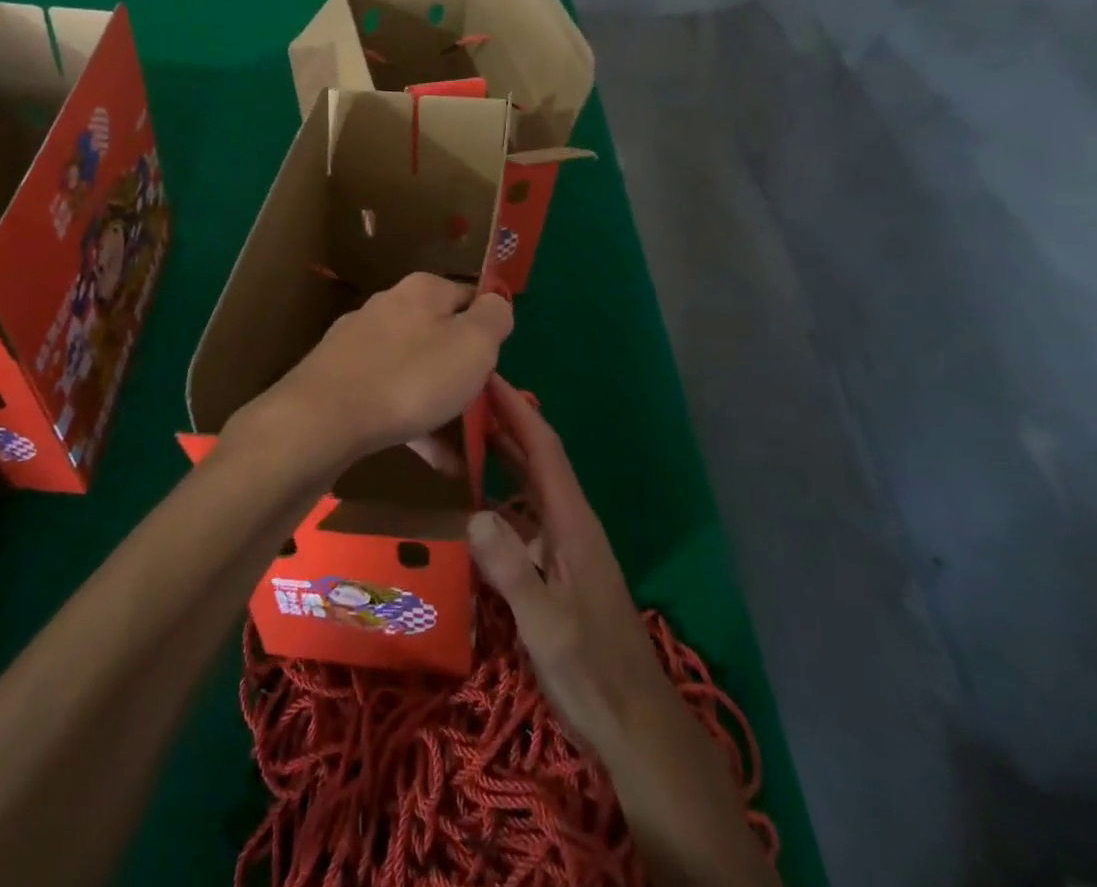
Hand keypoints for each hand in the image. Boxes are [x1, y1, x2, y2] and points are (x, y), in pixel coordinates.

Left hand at [263, 273, 513, 467]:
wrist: (323, 419)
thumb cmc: (412, 377)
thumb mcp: (473, 345)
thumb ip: (494, 318)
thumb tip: (497, 302)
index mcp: (423, 289)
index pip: (470, 297)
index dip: (490, 331)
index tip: (498, 367)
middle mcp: (389, 305)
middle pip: (440, 334)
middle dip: (462, 371)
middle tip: (482, 409)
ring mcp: (360, 342)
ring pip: (415, 370)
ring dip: (441, 405)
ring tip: (464, 449)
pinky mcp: (341, 377)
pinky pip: (390, 396)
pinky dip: (414, 423)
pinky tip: (433, 459)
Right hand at [469, 378, 775, 886]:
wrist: (635, 723)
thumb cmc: (592, 670)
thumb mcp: (546, 624)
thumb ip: (512, 571)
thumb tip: (473, 513)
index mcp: (572, 521)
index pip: (543, 448)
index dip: (515, 408)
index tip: (486, 373)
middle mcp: (571, 521)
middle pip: (537, 456)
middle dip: (505, 420)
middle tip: (461, 394)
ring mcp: (567, 544)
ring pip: (531, 483)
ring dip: (502, 452)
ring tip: (462, 434)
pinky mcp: (560, 566)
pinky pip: (526, 513)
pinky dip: (502, 492)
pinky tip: (475, 501)